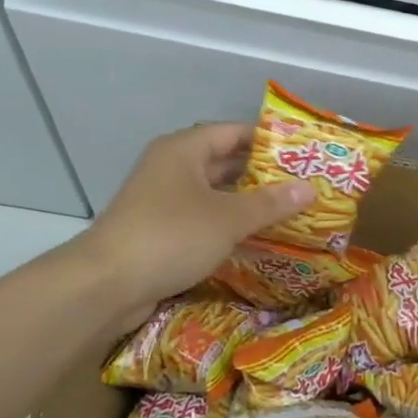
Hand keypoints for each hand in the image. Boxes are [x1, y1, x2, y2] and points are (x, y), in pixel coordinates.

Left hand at [78, 124, 312, 328]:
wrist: (107, 285)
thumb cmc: (171, 236)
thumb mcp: (228, 218)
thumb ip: (270, 203)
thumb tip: (310, 189)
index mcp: (183, 151)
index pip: (232, 132)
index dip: (267, 140)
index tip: (300, 153)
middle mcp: (171, 168)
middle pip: (223, 163)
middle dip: (261, 175)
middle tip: (301, 185)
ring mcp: (162, 201)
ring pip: (213, 194)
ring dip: (246, 203)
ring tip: (287, 211)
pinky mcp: (159, 231)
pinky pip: (202, 219)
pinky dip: (227, 226)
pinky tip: (255, 239)